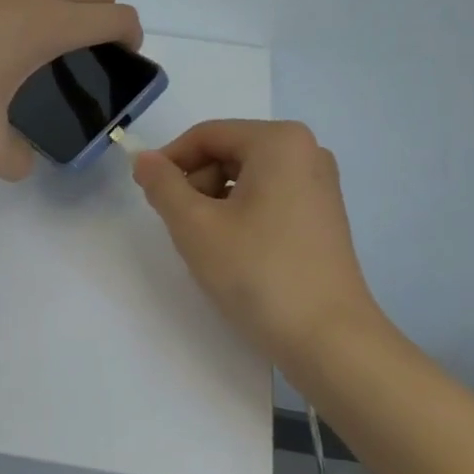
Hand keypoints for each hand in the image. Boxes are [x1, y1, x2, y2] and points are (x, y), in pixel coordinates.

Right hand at [133, 119, 382, 365]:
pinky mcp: (324, 216)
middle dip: (196, 185)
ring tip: (209, 246)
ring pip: (248, 178)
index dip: (169, 161)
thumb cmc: (258, 273)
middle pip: (229, 153)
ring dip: (217, 204)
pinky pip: (270, 198)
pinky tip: (237, 253)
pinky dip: (243, 216)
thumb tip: (144, 160)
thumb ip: (163, 186)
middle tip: (181, 229)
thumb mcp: (196, 227)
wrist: (328, 338)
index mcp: (280, 141)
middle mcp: (307, 151)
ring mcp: (320, 185)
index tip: (147, 195)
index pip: (207, 135)